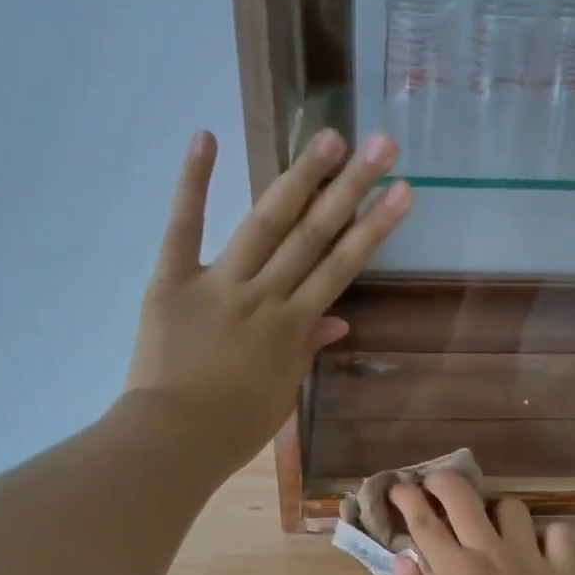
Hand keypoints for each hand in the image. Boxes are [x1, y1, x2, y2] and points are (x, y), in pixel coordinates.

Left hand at [127, 128, 411, 470]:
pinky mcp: (172, 279)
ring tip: (330, 137)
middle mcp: (263, 295)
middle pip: (313, 236)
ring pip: (265, 224)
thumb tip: (337, 320)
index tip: (402, 192)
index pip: (341, 268)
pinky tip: (207, 137)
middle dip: (351, 189)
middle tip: (381, 145)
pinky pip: (183, 228)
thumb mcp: (283, 393)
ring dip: (299, 178)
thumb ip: (305, 350)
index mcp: (291, 326)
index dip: (374, 229)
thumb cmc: (234, 427)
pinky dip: (194, 183)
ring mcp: (218, 283)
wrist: (174, 438)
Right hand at [390, 472, 574, 574]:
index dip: (406, 498)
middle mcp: (491, 551)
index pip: (423, 520)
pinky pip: (560, 532)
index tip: (398, 489)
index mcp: (455, 569)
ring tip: (492, 530)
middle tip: (435, 487)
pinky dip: (548, 536)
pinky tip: (538, 551)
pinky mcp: (564, 571)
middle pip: (462, 496)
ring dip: (495, 513)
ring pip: (512, 507)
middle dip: (442, 481)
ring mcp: (531, 557)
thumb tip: (404, 560)